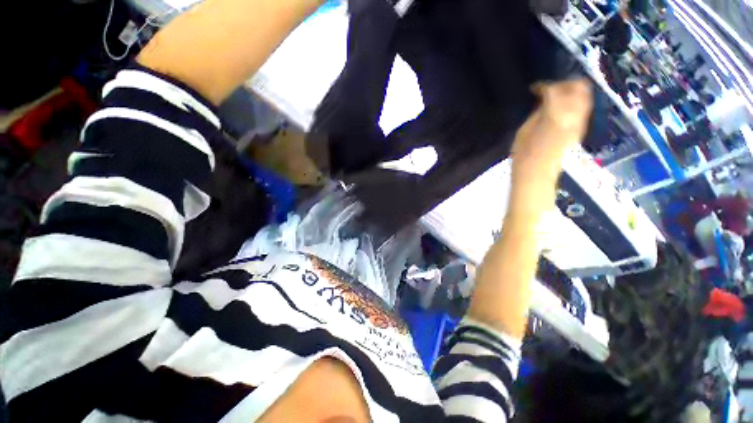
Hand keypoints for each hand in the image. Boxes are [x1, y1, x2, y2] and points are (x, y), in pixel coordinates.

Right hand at [511, 79, 592, 179]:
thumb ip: (538, 112)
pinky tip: (560, 109)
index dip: (544, 86)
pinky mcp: (579, 131)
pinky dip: (573, 104)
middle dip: (565, 84)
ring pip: (585, 98)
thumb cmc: (524, 155)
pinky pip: (582, 110)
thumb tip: (545, 101)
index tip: (535, 88)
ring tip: (556, 98)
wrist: (536, 174)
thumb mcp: (524, 130)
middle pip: (579, 88)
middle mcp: (573, 115)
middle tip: (551, 89)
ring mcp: (579, 123)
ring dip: (572, 93)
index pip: (554, 90)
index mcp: (555, 115)